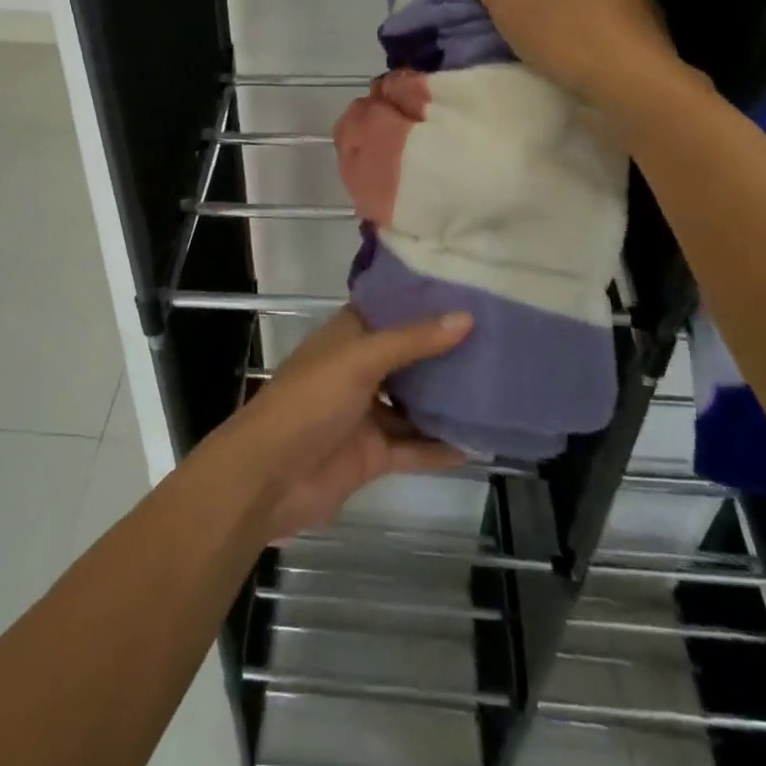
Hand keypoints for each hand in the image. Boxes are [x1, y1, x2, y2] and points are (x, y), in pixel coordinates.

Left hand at [221, 307, 471, 542]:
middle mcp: (359, 368)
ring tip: (495, 388)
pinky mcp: (373, 454)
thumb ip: (413, 341)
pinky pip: (414, 446)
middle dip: (443, 351)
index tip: (467, 289)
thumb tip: (466, 316)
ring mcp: (365, 413)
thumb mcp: (360, 360)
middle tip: (495, 338)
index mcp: (348, 336)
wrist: (269, 477)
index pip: (390, 309)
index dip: (423, 300)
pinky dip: (440, 446)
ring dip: (446, 400)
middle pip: (407, 356)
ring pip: (413, 402)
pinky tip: (479, 444)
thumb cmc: (310, 401)